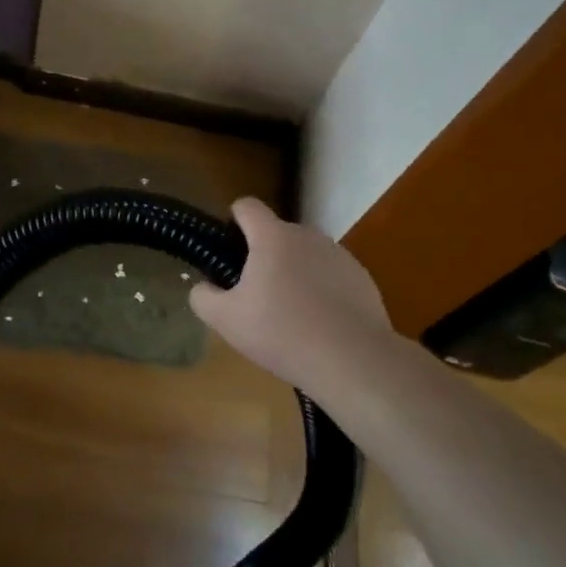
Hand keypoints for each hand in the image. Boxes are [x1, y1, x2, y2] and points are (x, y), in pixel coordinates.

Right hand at [190, 197, 400, 427]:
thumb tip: (204, 287)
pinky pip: (330, 275)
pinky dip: (321, 290)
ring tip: (290, 314)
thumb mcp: (226, 320)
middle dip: (263, 256)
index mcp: (272, 237)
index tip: (228, 250)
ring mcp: (339, 255)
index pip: (247, 206)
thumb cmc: (282, 332)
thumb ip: (203, 297)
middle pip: (277, 234)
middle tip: (255, 296)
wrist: (352, 360)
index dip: (233, 221)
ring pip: (305, 255)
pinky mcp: (362, 278)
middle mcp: (308, 236)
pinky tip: (319, 324)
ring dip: (293, 273)